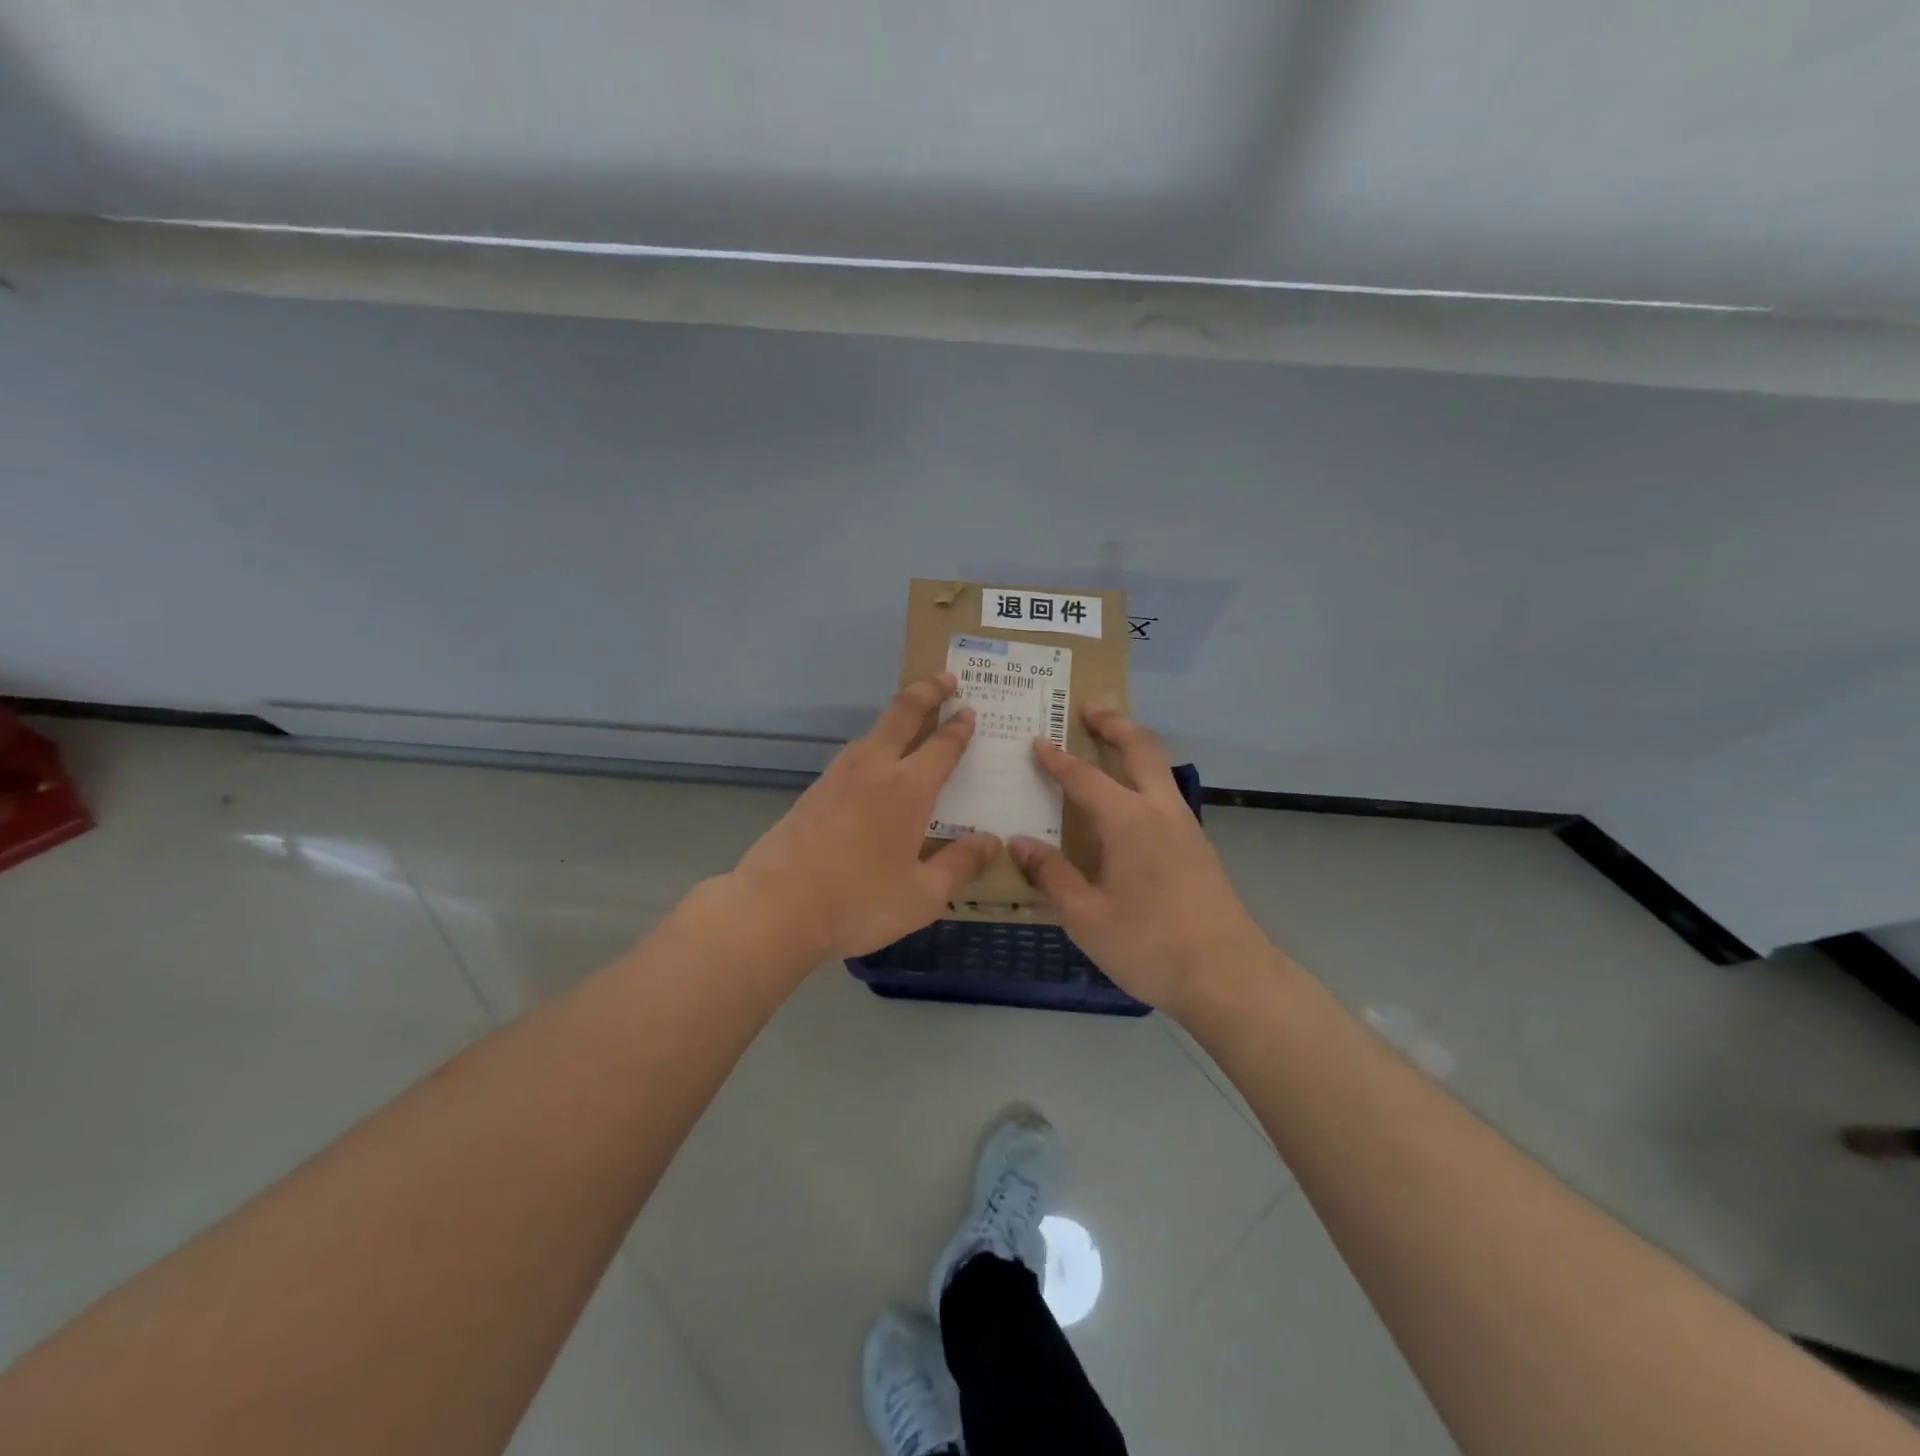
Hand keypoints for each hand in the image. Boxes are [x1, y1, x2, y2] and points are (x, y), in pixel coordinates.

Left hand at [728, 675, 1001, 960]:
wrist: (775, 908)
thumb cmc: (858, 903)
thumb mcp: (923, 895)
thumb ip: (960, 865)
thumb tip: (992, 841)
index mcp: (908, 788)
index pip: (942, 745)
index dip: (959, 727)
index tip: (970, 711)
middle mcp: (874, 769)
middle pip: (902, 712)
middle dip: (927, 691)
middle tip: (947, 680)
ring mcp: (838, 776)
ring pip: (873, 730)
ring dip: (898, 715)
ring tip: (914, 718)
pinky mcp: (814, 790)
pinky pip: (854, 753)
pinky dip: (875, 743)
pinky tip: (875, 763)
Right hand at [1007, 704, 1269, 1017]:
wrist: (1229, 977)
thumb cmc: (1149, 945)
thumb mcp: (1085, 916)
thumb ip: (1051, 875)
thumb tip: (1018, 843)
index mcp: (1128, 821)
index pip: (1084, 777)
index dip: (1057, 759)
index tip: (1038, 740)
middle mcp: (1160, 811)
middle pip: (1140, 749)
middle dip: (1114, 724)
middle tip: (1090, 707)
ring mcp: (1186, 828)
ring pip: (1159, 769)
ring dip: (1134, 747)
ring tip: (1109, 742)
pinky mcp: (1198, 848)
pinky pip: (1165, 795)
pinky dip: (1144, 777)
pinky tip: (1130, 804)